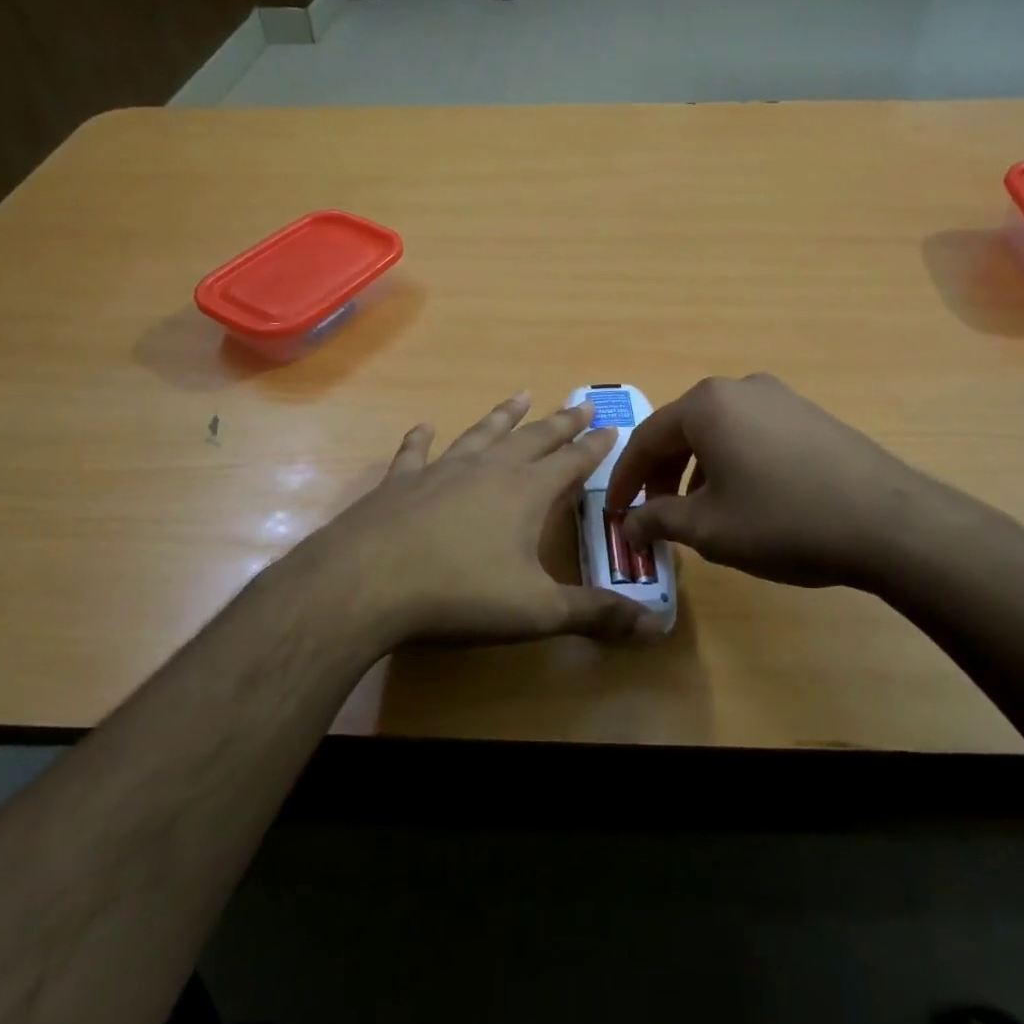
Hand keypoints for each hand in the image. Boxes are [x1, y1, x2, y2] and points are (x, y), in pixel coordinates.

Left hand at [283, 394, 668, 646]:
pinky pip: (416, 452)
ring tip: (521, 395)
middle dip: (560, 423)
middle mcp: (488, 470)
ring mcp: (441, 471)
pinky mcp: (400, 482)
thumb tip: (654, 628)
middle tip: (580, 404)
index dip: (593, 447)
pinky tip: (424, 426)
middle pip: (533, 439)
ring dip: (503, 416)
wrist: (368, 581)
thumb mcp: (537, 611)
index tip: (611, 427)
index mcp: (525, 493)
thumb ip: (594, 614)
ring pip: (482, 434)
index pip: (571, 462)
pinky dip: (422, 438)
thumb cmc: (460, 594)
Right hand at [606, 373, 963, 592]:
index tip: (615, 513)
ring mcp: (779, 397)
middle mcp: (739, 388)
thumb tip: (629, 525)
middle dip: (662, 475)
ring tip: (700, 512)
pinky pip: (752, 434)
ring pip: (718, 432)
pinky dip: (732, 463)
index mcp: (705, 404)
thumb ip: (658, 520)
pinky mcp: (809, 415)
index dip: (625, 480)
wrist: (888, 523)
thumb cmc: (782, 520)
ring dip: (697, 470)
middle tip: (655, 514)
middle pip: (682, 431)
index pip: (646, 439)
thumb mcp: (709, 528)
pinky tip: (745, 498)